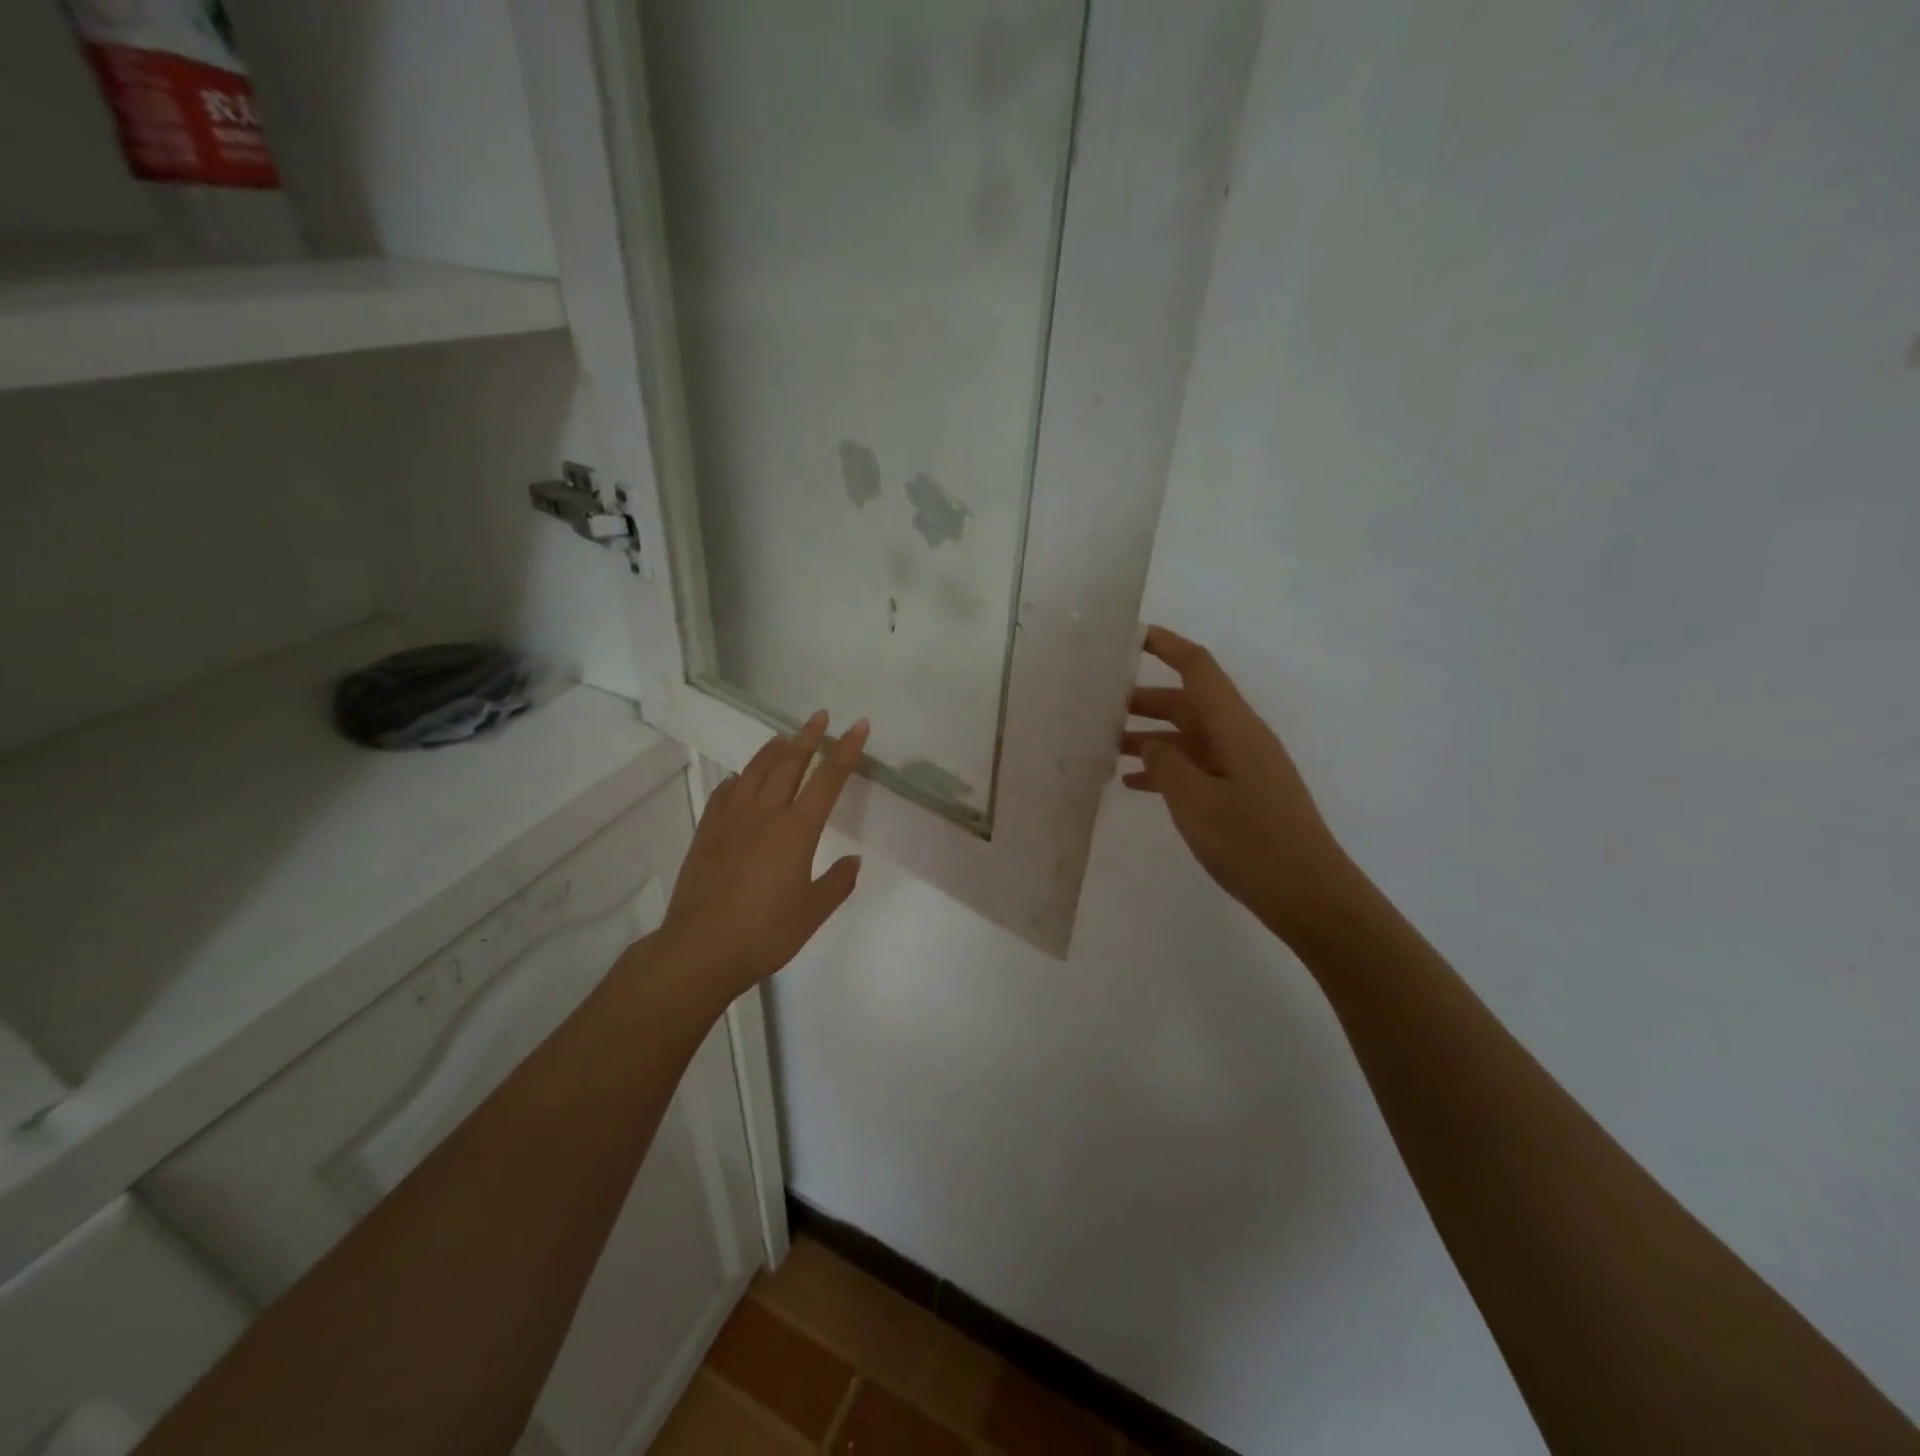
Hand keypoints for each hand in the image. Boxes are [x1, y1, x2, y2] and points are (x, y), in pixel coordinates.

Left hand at [655, 711, 869, 1001]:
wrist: (701, 948)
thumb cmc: (766, 932)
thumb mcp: (813, 912)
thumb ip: (838, 882)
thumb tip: (853, 860)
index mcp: (797, 829)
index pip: (828, 779)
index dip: (845, 750)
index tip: (857, 726)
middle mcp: (765, 814)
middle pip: (789, 763)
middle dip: (808, 736)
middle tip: (820, 716)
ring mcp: (731, 820)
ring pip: (755, 771)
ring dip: (773, 749)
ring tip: (784, 736)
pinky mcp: (707, 832)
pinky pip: (724, 793)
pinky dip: (737, 779)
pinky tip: (739, 778)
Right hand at [1122, 626, 1354, 943]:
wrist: (1309, 895)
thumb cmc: (1251, 841)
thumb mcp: (1194, 799)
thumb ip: (1164, 762)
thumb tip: (1150, 742)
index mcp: (1234, 725)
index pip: (1197, 667)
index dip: (1166, 646)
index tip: (1131, 636)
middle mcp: (1240, 736)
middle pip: (1188, 703)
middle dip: (1144, 700)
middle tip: (1099, 708)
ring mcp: (1243, 766)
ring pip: (1188, 737)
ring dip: (1150, 738)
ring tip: (1105, 748)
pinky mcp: (1243, 794)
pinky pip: (1197, 767)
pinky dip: (1167, 769)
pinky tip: (1134, 784)